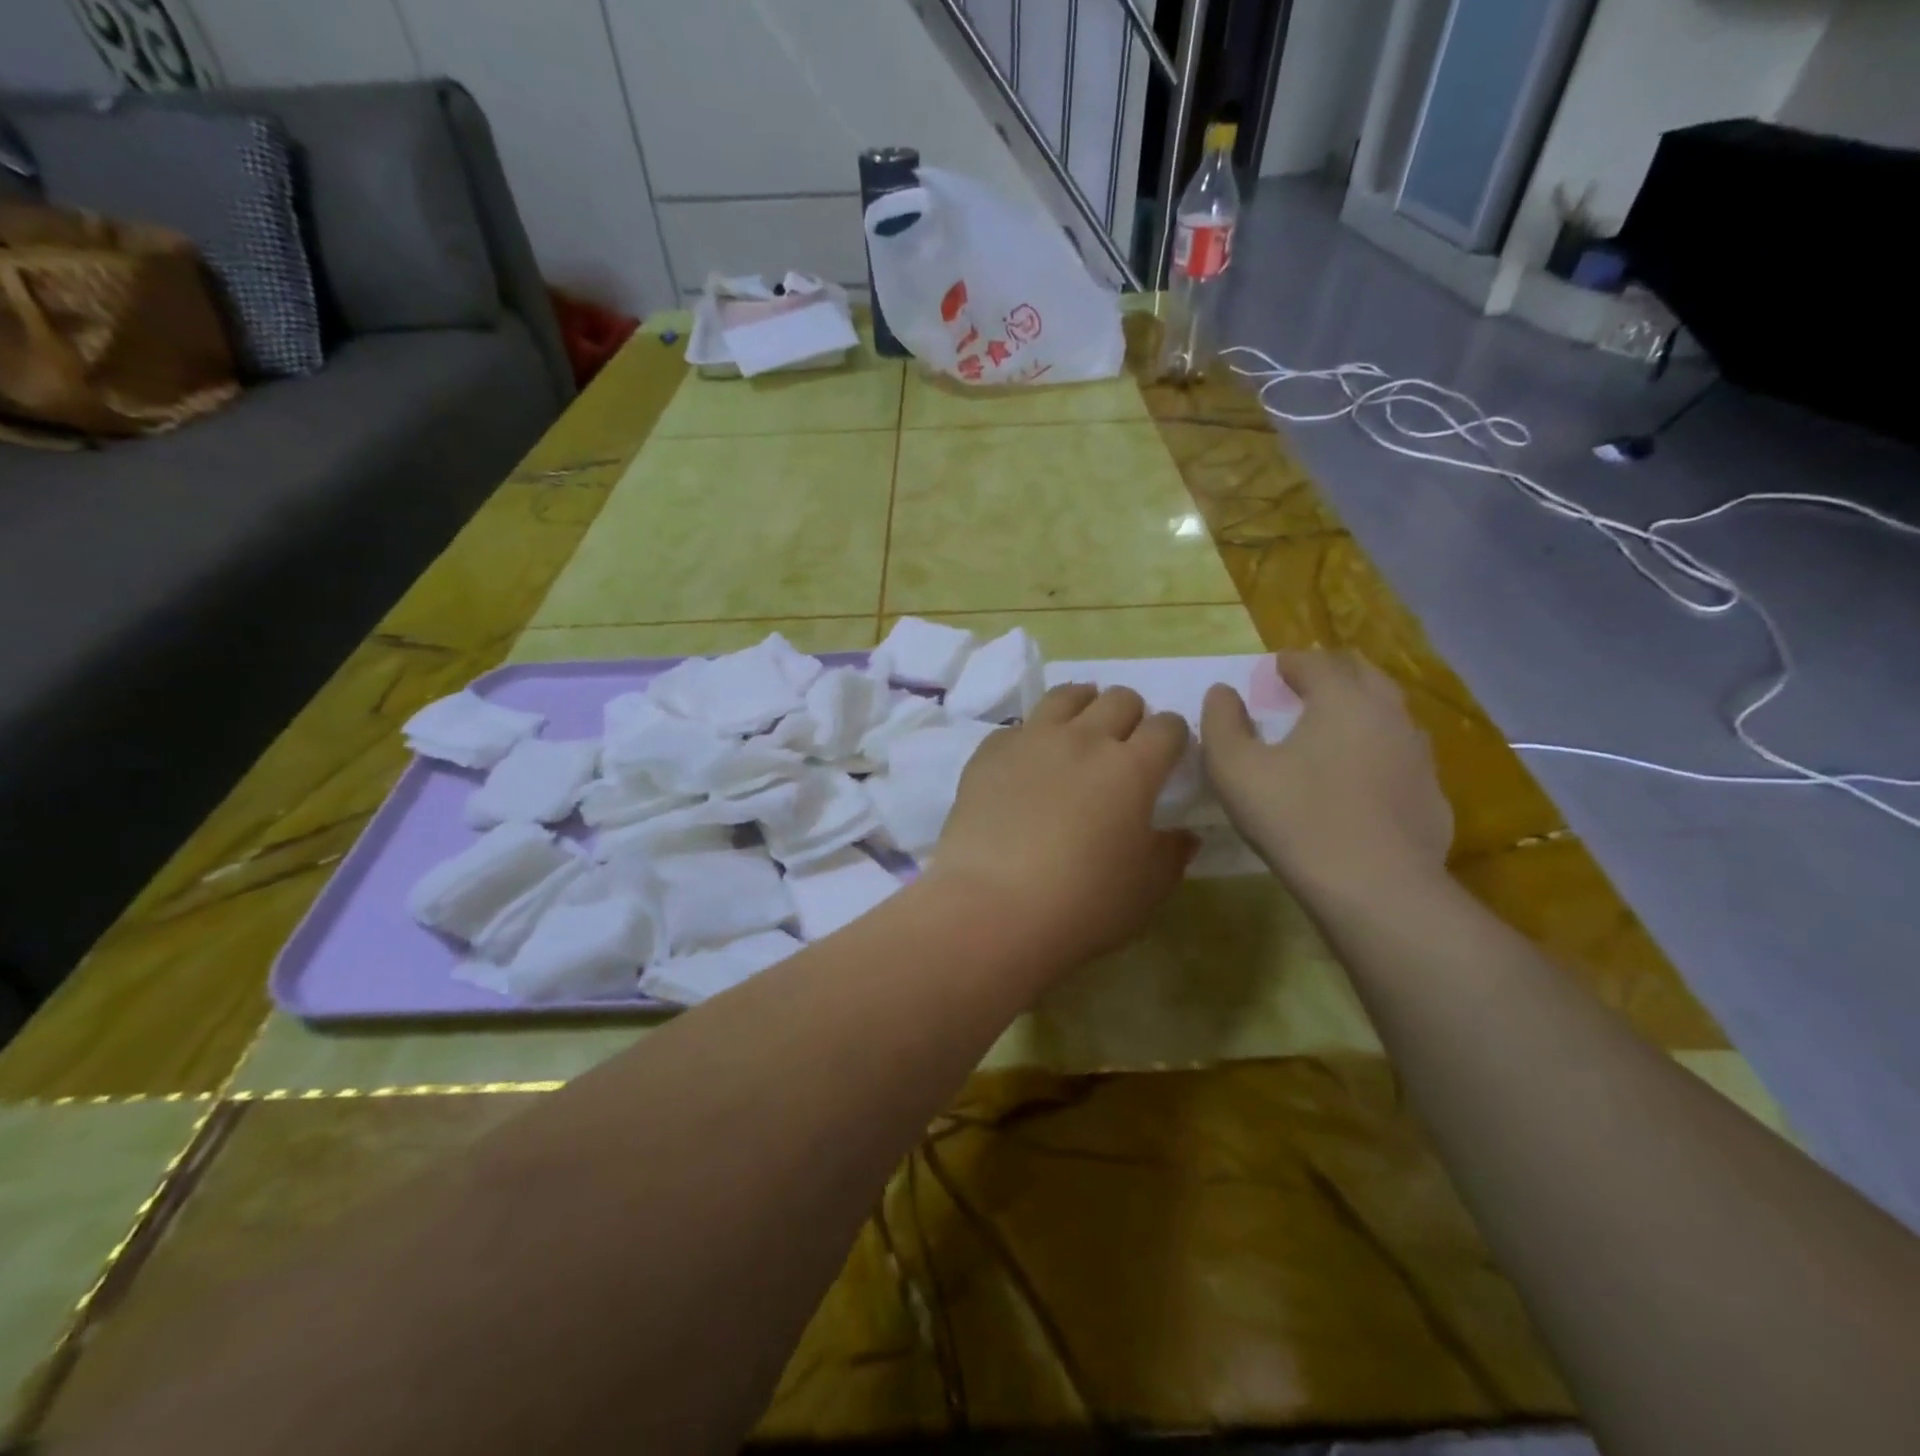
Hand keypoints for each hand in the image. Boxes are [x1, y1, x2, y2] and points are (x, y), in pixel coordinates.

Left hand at [930, 685, 1196, 966]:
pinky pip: (1018, 727)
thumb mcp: (1146, 891)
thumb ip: (1170, 855)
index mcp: (1132, 768)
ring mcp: (1032, 739)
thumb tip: (1183, 835)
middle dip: (1131, 715)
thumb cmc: (1083, 904)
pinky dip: (1031, 736)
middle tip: (1124, 744)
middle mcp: (1084, 739)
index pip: (1167, 727)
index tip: (1168, 755)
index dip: (1174, 736)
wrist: (993, 906)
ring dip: (1083, 704)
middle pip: (1119, 699)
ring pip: (1066, 695)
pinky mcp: (990, 752)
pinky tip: (1027, 763)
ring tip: (1080, 729)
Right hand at [1200, 651, 1451, 901]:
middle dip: (1333, 673)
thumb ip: (1221, 722)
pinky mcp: (1432, 795)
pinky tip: (1361, 777)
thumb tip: (1222, 692)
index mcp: (1342, 699)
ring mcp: (1419, 756)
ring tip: (1333, 727)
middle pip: (1364, 676)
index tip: (1273, 669)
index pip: (1317, 662)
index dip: (1290, 662)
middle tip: (1305, 686)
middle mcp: (1389, 715)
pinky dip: (1378, 751)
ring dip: (1360, 709)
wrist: (1376, 888)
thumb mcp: (1234, 768)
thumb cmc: (1295, 817)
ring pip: (1389, 715)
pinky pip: (1402, 757)